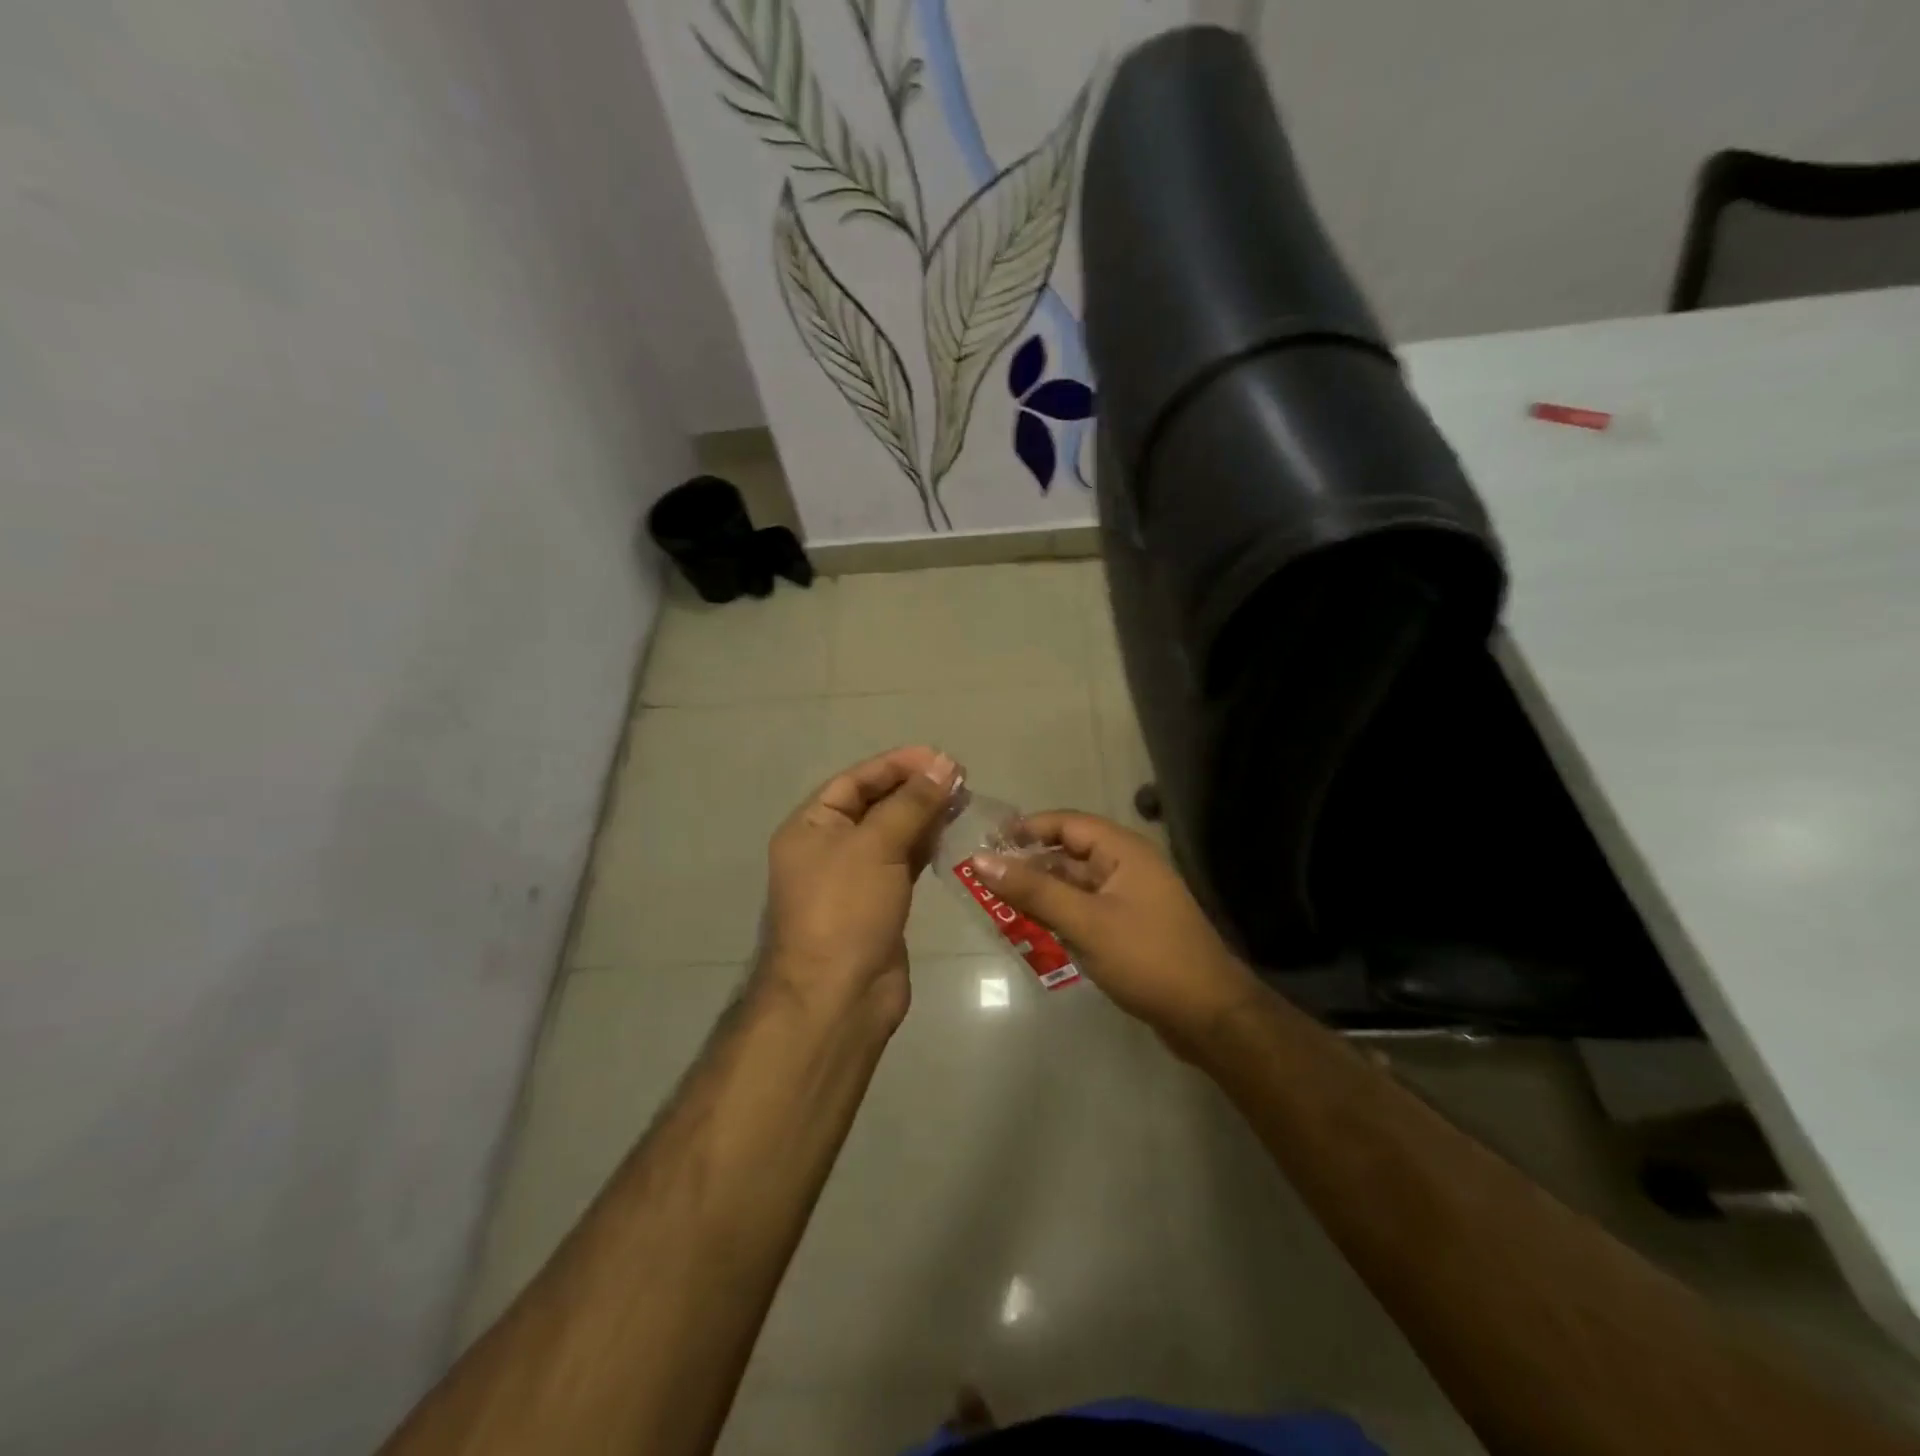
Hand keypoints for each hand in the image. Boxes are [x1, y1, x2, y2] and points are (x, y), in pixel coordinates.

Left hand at [758, 746, 960, 1028]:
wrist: (839, 996)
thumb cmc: (846, 909)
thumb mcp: (876, 846)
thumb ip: (911, 803)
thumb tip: (943, 764)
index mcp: (811, 827)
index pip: (855, 781)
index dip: (896, 765)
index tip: (939, 758)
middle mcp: (828, 847)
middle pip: (874, 804)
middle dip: (914, 788)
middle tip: (959, 777)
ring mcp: (854, 877)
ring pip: (892, 833)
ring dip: (924, 814)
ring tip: (963, 799)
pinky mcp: (879, 902)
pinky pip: (903, 861)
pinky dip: (925, 844)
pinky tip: (951, 831)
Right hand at [974, 813, 1259, 1051]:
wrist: (1208, 1016)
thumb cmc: (1146, 958)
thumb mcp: (1084, 922)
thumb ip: (1033, 891)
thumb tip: (981, 860)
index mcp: (1123, 851)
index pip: (1067, 824)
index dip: (1027, 828)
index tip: (988, 843)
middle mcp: (1127, 867)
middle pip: (1069, 854)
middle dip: (1029, 864)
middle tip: (984, 879)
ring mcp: (1130, 899)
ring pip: (1075, 885)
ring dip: (1041, 893)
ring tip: (998, 906)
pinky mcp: (1129, 928)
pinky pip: (1086, 910)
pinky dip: (1059, 916)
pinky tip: (1032, 931)